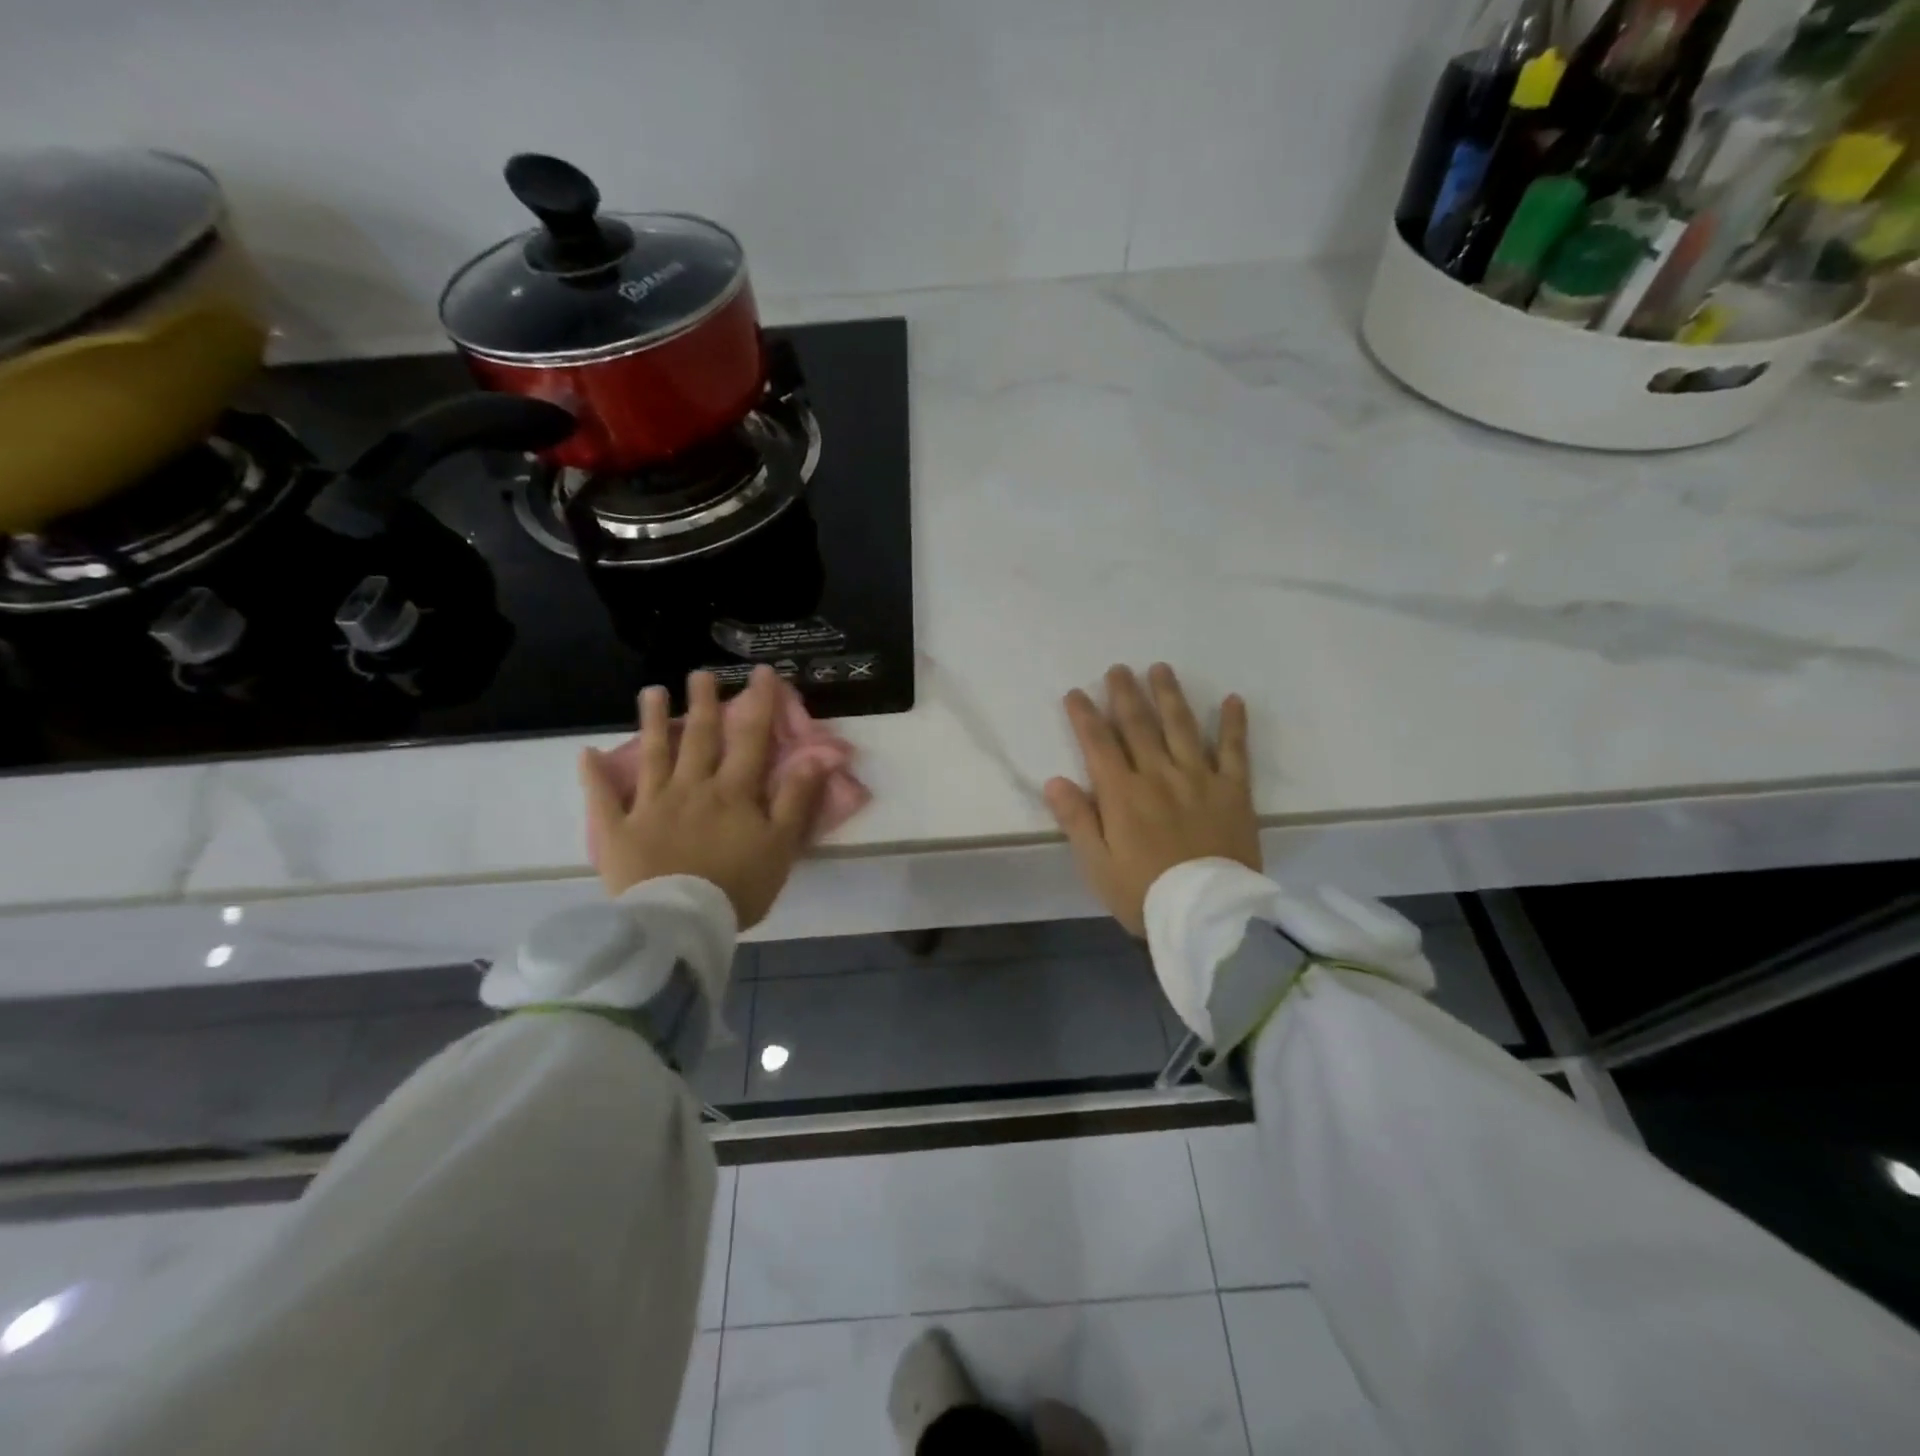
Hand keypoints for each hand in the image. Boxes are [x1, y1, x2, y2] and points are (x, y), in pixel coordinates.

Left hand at [579, 666, 827, 927]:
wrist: (680, 924)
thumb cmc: (738, 886)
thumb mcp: (781, 845)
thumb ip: (797, 799)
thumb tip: (817, 757)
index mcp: (732, 792)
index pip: (749, 738)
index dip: (758, 703)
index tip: (761, 673)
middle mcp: (691, 788)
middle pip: (698, 738)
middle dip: (702, 703)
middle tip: (700, 673)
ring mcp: (651, 806)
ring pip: (652, 756)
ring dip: (651, 722)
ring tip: (650, 692)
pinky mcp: (619, 831)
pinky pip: (603, 799)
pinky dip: (595, 776)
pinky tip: (587, 754)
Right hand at [1044, 664, 1258, 935]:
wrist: (1206, 915)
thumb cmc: (1143, 893)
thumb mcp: (1096, 864)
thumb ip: (1076, 820)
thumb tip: (1054, 780)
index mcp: (1122, 793)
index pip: (1098, 743)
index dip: (1085, 716)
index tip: (1075, 693)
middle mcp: (1158, 775)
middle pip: (1138, 725)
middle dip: (1125, 694)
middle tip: (1118, 669)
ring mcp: (1199, 779)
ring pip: (1181, 727)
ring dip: (1169, 695)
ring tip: (1160, 668)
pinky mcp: (1234, 792)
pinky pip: (1234, 751)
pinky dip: (1233, 725)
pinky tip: (1233, 700)